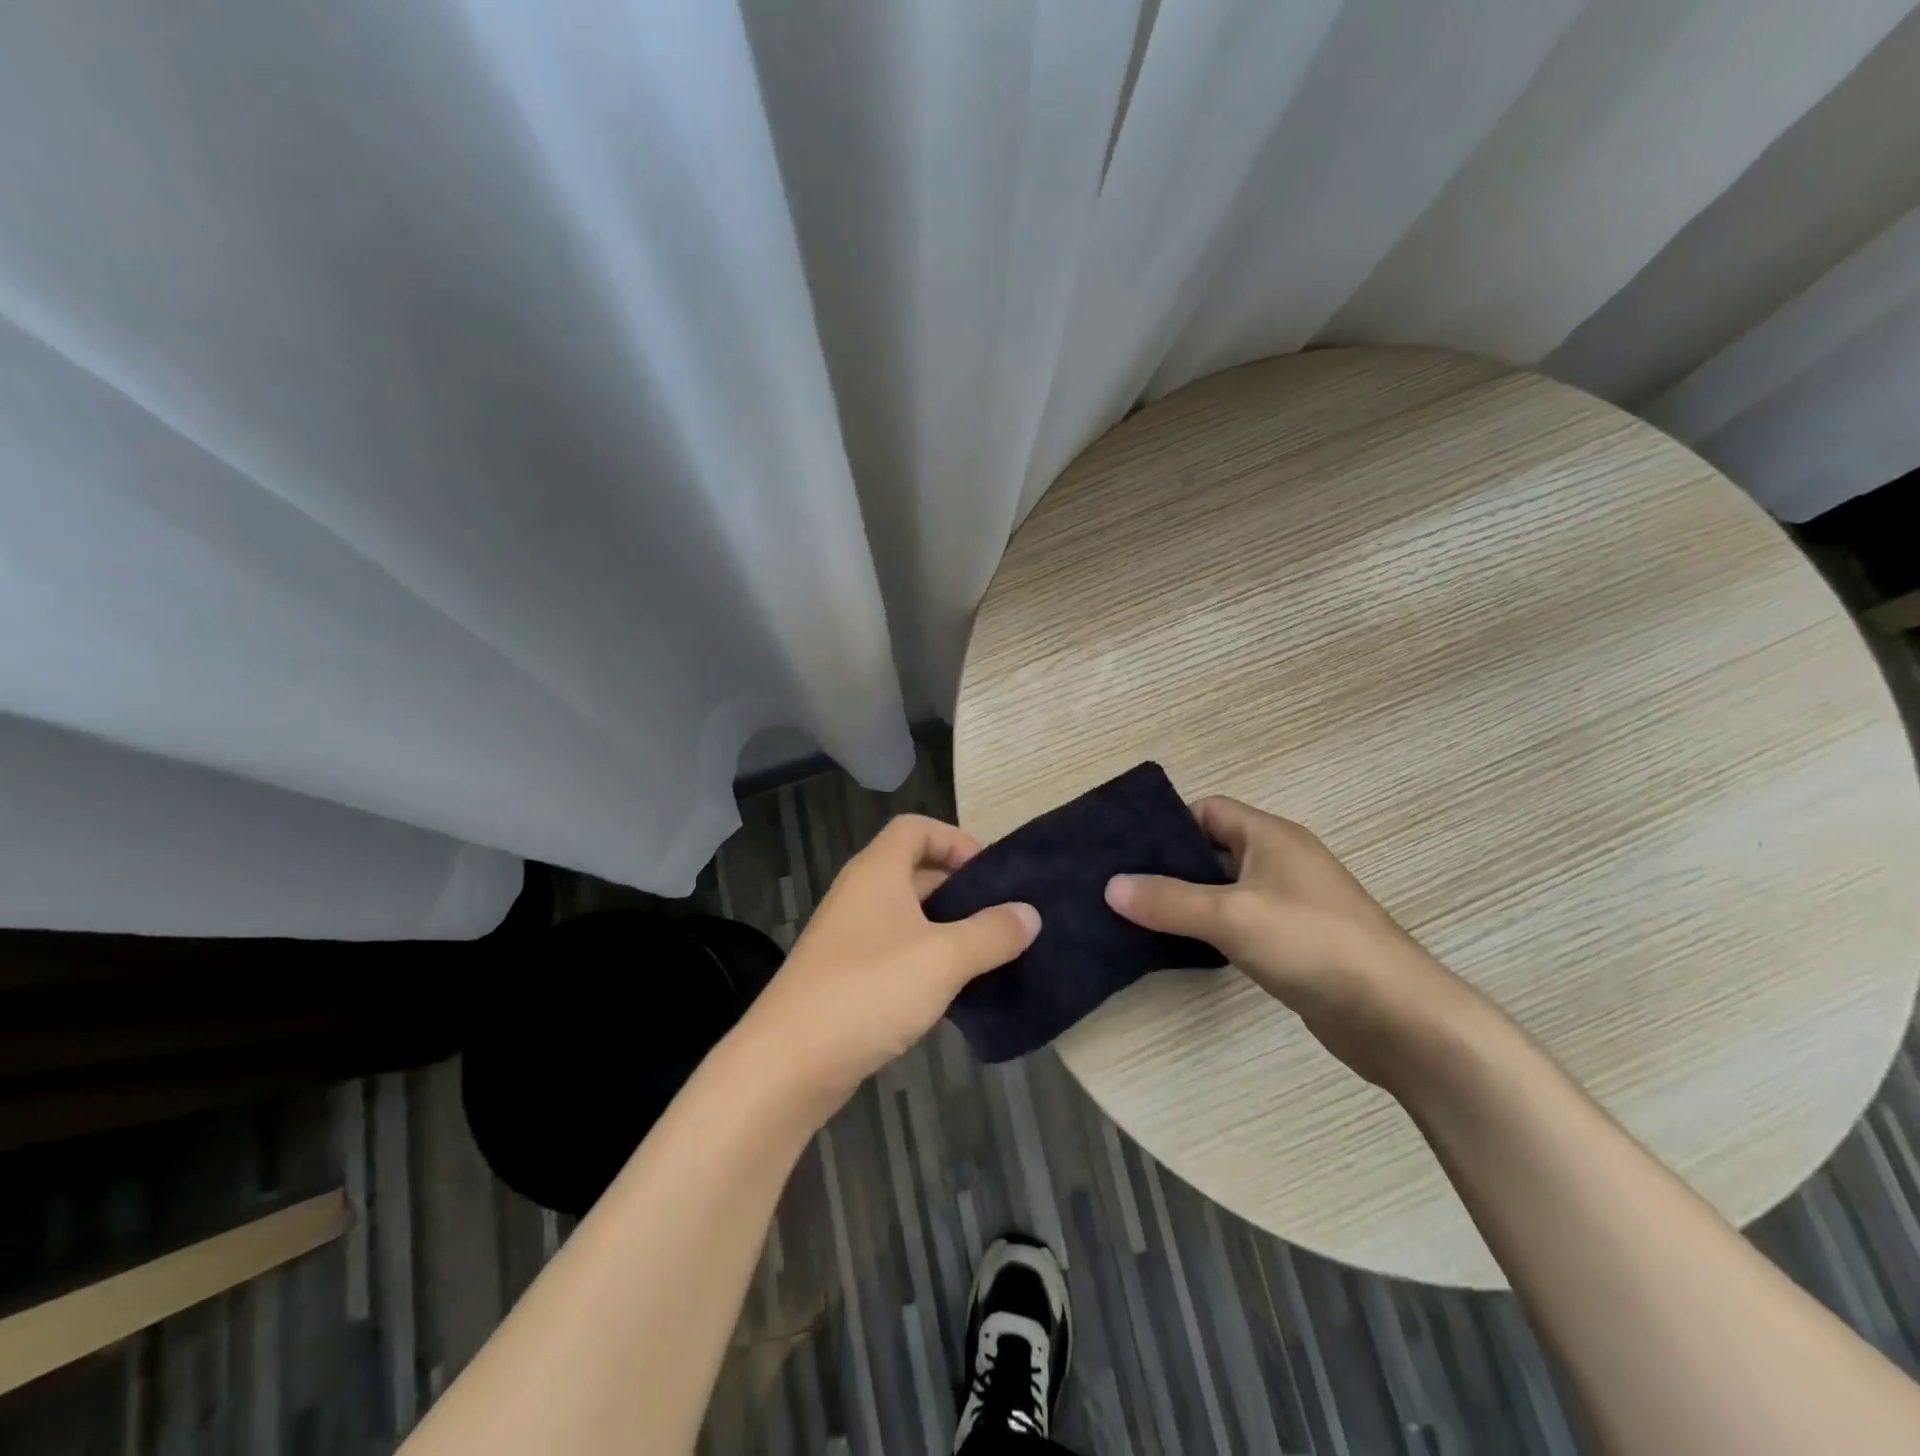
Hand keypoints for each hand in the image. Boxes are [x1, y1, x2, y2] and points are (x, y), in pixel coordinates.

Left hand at [741, 814, 1038, 1105]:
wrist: (788, 1064)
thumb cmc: (869, 991)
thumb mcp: (943, 958)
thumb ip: (992, 933)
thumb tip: (1029, 914)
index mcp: (877, 871)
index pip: (915, 828)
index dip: (954, 839)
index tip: (988, 875)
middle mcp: (859, 894)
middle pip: (914, 870)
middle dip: (958, 889)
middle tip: (999, 918)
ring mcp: (848, 937)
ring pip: (906, 916)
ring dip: (945, 929)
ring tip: (985, 955)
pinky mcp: (845, 976)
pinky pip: (894, 951)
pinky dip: (925, 960)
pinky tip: (950, 992)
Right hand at [1105, 797, 1479, 1089]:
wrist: (1395, 1015)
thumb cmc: (1311, 943)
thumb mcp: (1230, 916)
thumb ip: (1168, 901)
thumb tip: (1111, 886)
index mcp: (1270, 836)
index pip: (1208, 810)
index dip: (1167, 825)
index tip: (1125, 852)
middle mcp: (1280, 861)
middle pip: (1212, 850)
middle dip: (1168, 866)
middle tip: (1120, 887)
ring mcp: (1290, 903)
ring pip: (1224, 890)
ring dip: (1187, 901)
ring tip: (1136, 917)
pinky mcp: (1294, 942)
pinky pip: (1239, 923)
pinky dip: (1210, 930)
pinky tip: (1181, 948)